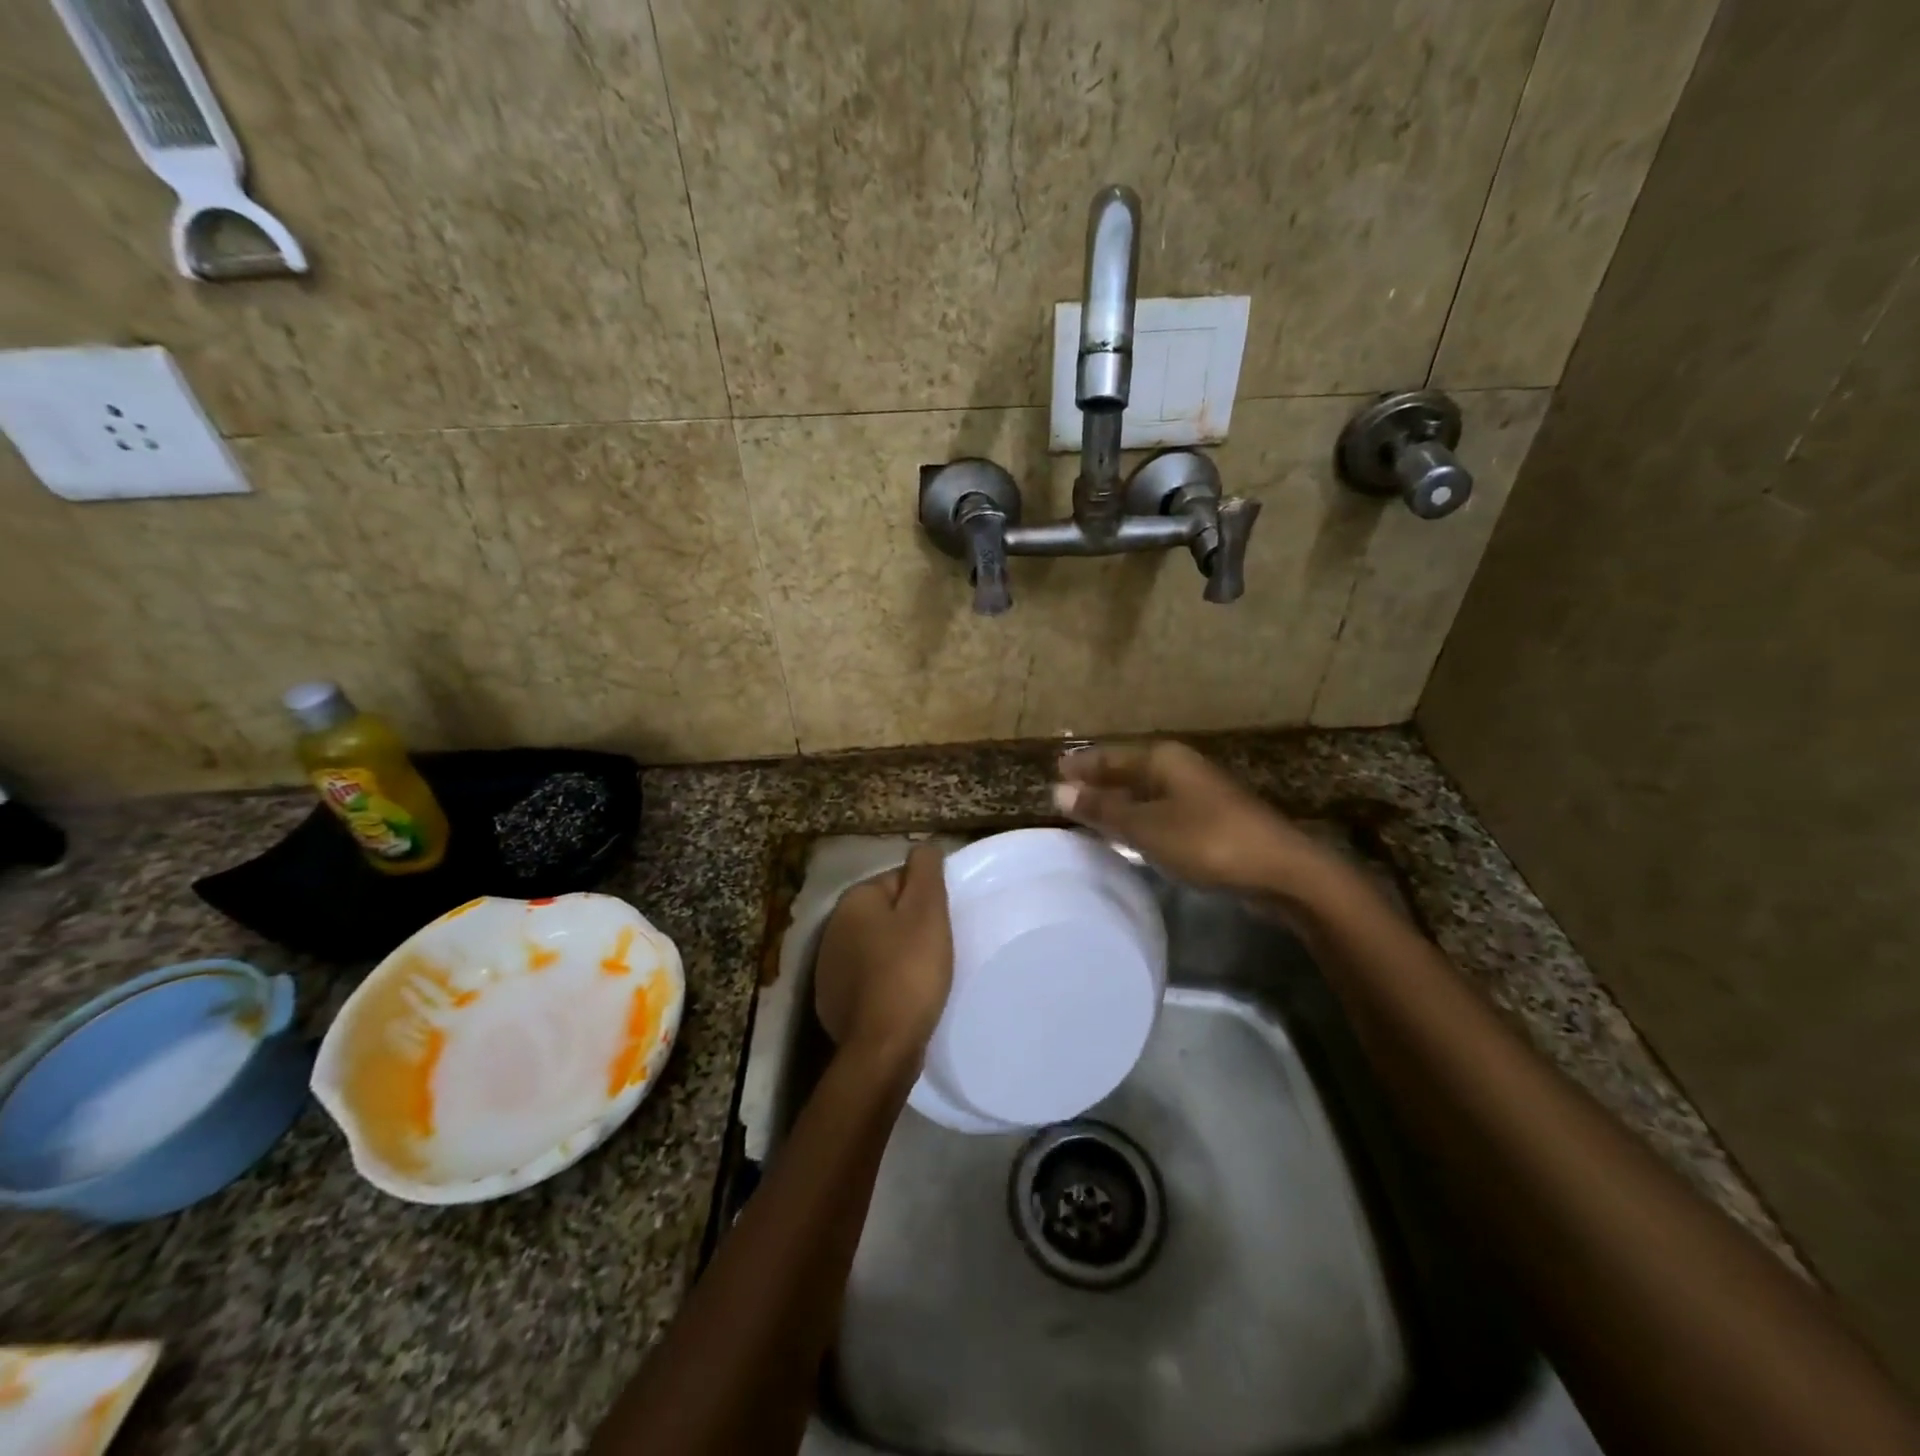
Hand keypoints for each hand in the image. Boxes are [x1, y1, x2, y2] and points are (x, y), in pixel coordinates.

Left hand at [814, 844, 953, 1064]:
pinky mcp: (832, 1001)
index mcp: (853, 900)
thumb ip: (925, 870)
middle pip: (885, 914)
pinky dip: (884, 983)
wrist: (882, 1046)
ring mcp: (828, 967)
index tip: (941, 925)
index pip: (897, 882)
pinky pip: (867, 979)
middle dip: (909, 927)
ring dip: (897, 955)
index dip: (925, 901)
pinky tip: (902, 999)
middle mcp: (832, 927)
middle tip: (936, 950)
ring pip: (875, 947)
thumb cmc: (910, 970)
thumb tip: (923, 848)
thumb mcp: (927, 911)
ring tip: (923, 976)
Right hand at [1053, 741, 1336, 896]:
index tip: (1055, 769)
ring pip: (1147, 791)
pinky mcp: (1211, 819)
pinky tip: (1131, 832)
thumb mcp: (1146, 827)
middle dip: (1099, 779)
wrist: (1280, 871)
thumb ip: (1103, 809)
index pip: (1111, 756)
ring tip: (1090, 810)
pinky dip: (1140, 816)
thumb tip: (1058, 790)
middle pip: (1129, 770)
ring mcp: (1199, 793)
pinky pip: (1162, 810)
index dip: (1083, 764)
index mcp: (1163, 759)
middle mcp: (1180, 768)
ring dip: (1119, 799)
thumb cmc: (1207, 841)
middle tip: (1066, 790)